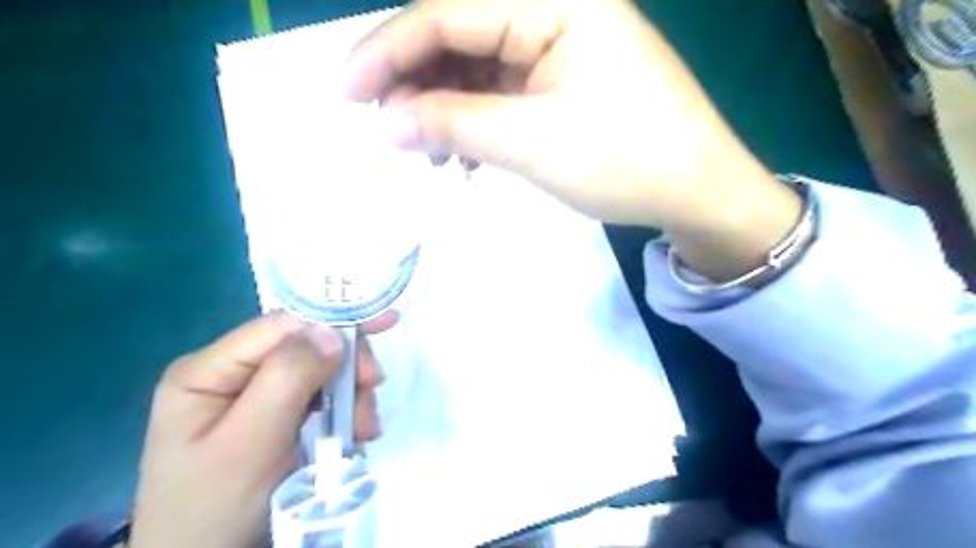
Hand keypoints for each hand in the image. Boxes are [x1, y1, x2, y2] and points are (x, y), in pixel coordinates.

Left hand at [128, 311, 395, 547]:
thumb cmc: (215, 508)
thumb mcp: (250, 443)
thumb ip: (288, 379)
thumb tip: (332, 331)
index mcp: (211, 370)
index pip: (281, 325)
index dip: (333, 318)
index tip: (385, 323)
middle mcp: (236, 375)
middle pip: (308, 347)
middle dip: (347, 368)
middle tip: (373, 391)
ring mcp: (259, 398)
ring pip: (324, 374)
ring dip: (352, 396)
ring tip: (362, 431)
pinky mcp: (281, 420)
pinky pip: (325, 400)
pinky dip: (348, 413)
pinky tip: (354, 435)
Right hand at [347, 0, 804, 279]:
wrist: (696, 191)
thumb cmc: (624, 160)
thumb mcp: (531, 142)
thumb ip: (453, 125)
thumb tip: (389, 124)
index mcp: (554, 0)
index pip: (447, 14)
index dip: (387, 53)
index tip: (344, 94)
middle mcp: (554, 11)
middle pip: (459, 36)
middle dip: (414, 82)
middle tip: (381, 127)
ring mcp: (559, 47)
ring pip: (476, 69)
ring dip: (443, 108)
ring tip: (421, 149)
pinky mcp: (562, 82)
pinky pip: (501, 93)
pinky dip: (473, 121)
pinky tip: (459, 152)